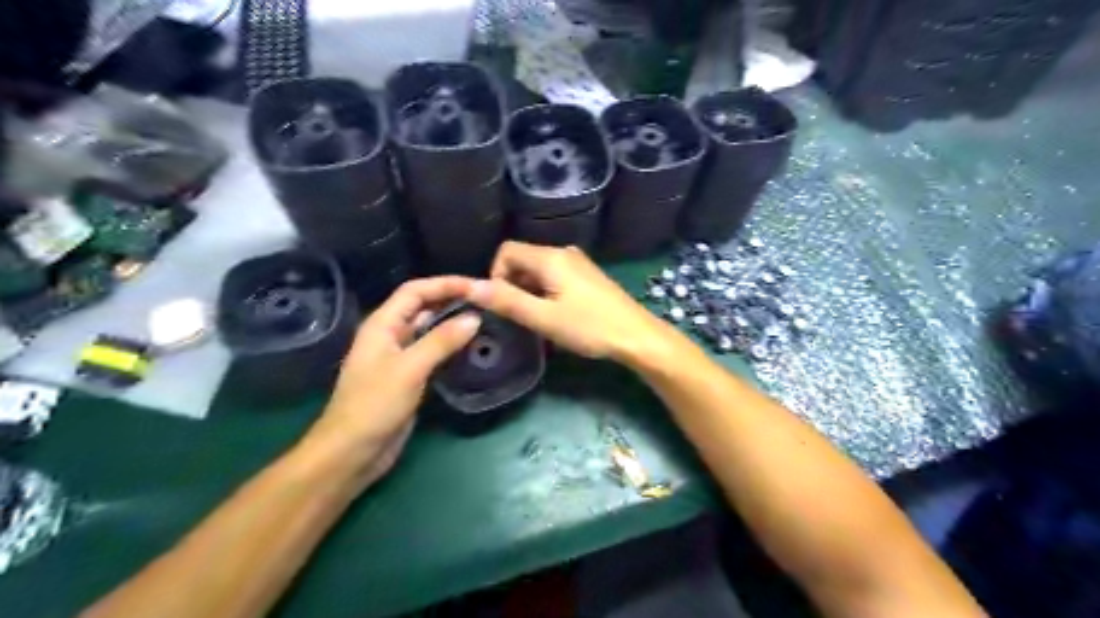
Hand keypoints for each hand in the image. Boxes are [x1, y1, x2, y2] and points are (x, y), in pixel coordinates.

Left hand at [301, 278, 479, 486]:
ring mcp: (400, 357)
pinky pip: (433, 352)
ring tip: (485, 320)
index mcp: (382, 324)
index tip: (477, 286)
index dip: (444, 284)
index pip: (415, 291)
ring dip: (453, 323)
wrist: (353, 452)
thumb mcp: (409, 368)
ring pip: (429, 330)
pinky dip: (451, 346)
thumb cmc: (374, 405)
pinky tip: (471, 348)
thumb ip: (441, 340)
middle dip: (451, 300)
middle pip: (423, 307)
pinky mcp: (409, 377)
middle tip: (486, 301)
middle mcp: (391, 335)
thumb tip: (474, 317)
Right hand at [462, 242, 670, 365]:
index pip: (506, 251)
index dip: (495, 275)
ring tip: (538, 319)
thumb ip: (507, 301)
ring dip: (529, 290)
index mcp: (550, 257)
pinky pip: (555, 276)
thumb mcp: (543, 318)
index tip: (504, 304)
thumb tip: (469, 286)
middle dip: (512, 285)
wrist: (637, 336)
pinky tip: (556, 314)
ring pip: (538, 269)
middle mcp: (563, 252)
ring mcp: (578, 263)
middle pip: (522, 259)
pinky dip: (545, 291)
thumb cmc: (589, 327)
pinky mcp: (587, 275)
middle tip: (521, 316)